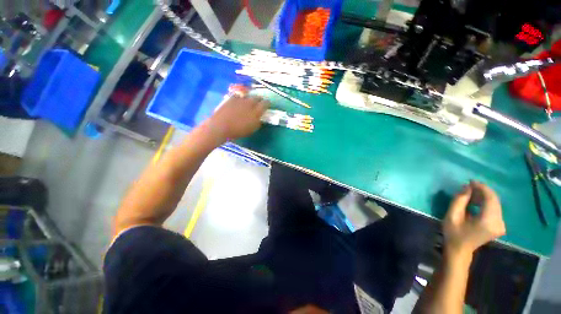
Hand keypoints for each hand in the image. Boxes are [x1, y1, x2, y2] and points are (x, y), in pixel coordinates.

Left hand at [206, 94, 267, 140]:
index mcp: (256, 111)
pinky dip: (240, 98)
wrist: (221, 126)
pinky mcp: (231, 98)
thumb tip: (259, 118)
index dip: (267, 103)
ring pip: (248, 96)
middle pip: (257, 97)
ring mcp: (240, 99)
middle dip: (259, 99)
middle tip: (259, 103)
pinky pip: (238, 96)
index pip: (265, 103)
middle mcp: (250, 103)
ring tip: (248, 102)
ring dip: (250, 98)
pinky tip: (238, 101)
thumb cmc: (238, 131)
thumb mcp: (252, 129)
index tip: (267, 105)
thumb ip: (258, 122)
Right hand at [443, 181, 505, 258]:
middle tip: (469, 186)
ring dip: (484, 197)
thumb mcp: (452, 215)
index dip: (482, 188)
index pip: (491, 199)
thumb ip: (459, 200)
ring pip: (495, 204)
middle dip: (483, 191)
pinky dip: (486, 203)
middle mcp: (499, 223)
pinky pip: (495, 209)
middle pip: (495, 201)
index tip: (471, 181)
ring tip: (470, 194)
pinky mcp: (500, 225)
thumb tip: (467, 187)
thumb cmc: (454, 233)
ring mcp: (501, 225)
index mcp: (488, 221)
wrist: (460, 249)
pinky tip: (476, 202)